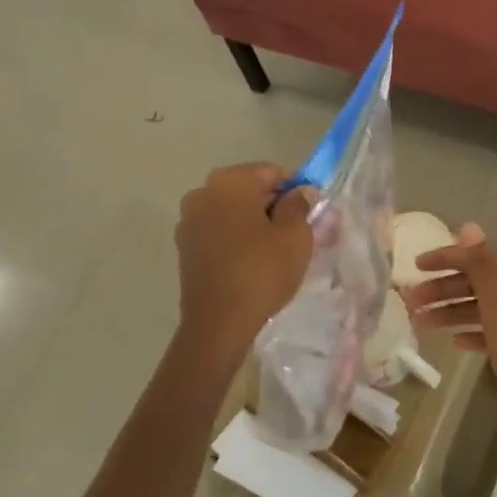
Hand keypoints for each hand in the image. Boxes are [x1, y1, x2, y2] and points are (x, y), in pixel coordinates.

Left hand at [175, 163, 313, 361]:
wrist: (219, 323)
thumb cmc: (262, 271)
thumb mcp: (295, 235)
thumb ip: (299, 205)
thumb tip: (299, 192)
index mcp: (229, 182)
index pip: (271, 172)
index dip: (296, 188)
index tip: (311, 209)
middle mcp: (202, 193)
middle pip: (249, 190)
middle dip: (275, 205)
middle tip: (299, 230)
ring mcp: (189, 221)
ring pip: (234, 212)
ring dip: (256, 222)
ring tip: (278, 249)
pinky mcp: (185, 248)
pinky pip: (220, 231)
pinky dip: (239, 238)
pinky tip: (255, 260)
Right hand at [405, 224, 496, 473]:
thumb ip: (484, 272)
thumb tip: (469, 227)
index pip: (480, 259)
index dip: (447, 258)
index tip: (414, 267)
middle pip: (481, 283)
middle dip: (444, 288)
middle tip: (410, 302)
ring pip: (485, 309)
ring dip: (453, 311)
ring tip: (421, 323)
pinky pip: (495, 332)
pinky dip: (473, 333)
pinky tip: (456, 343)